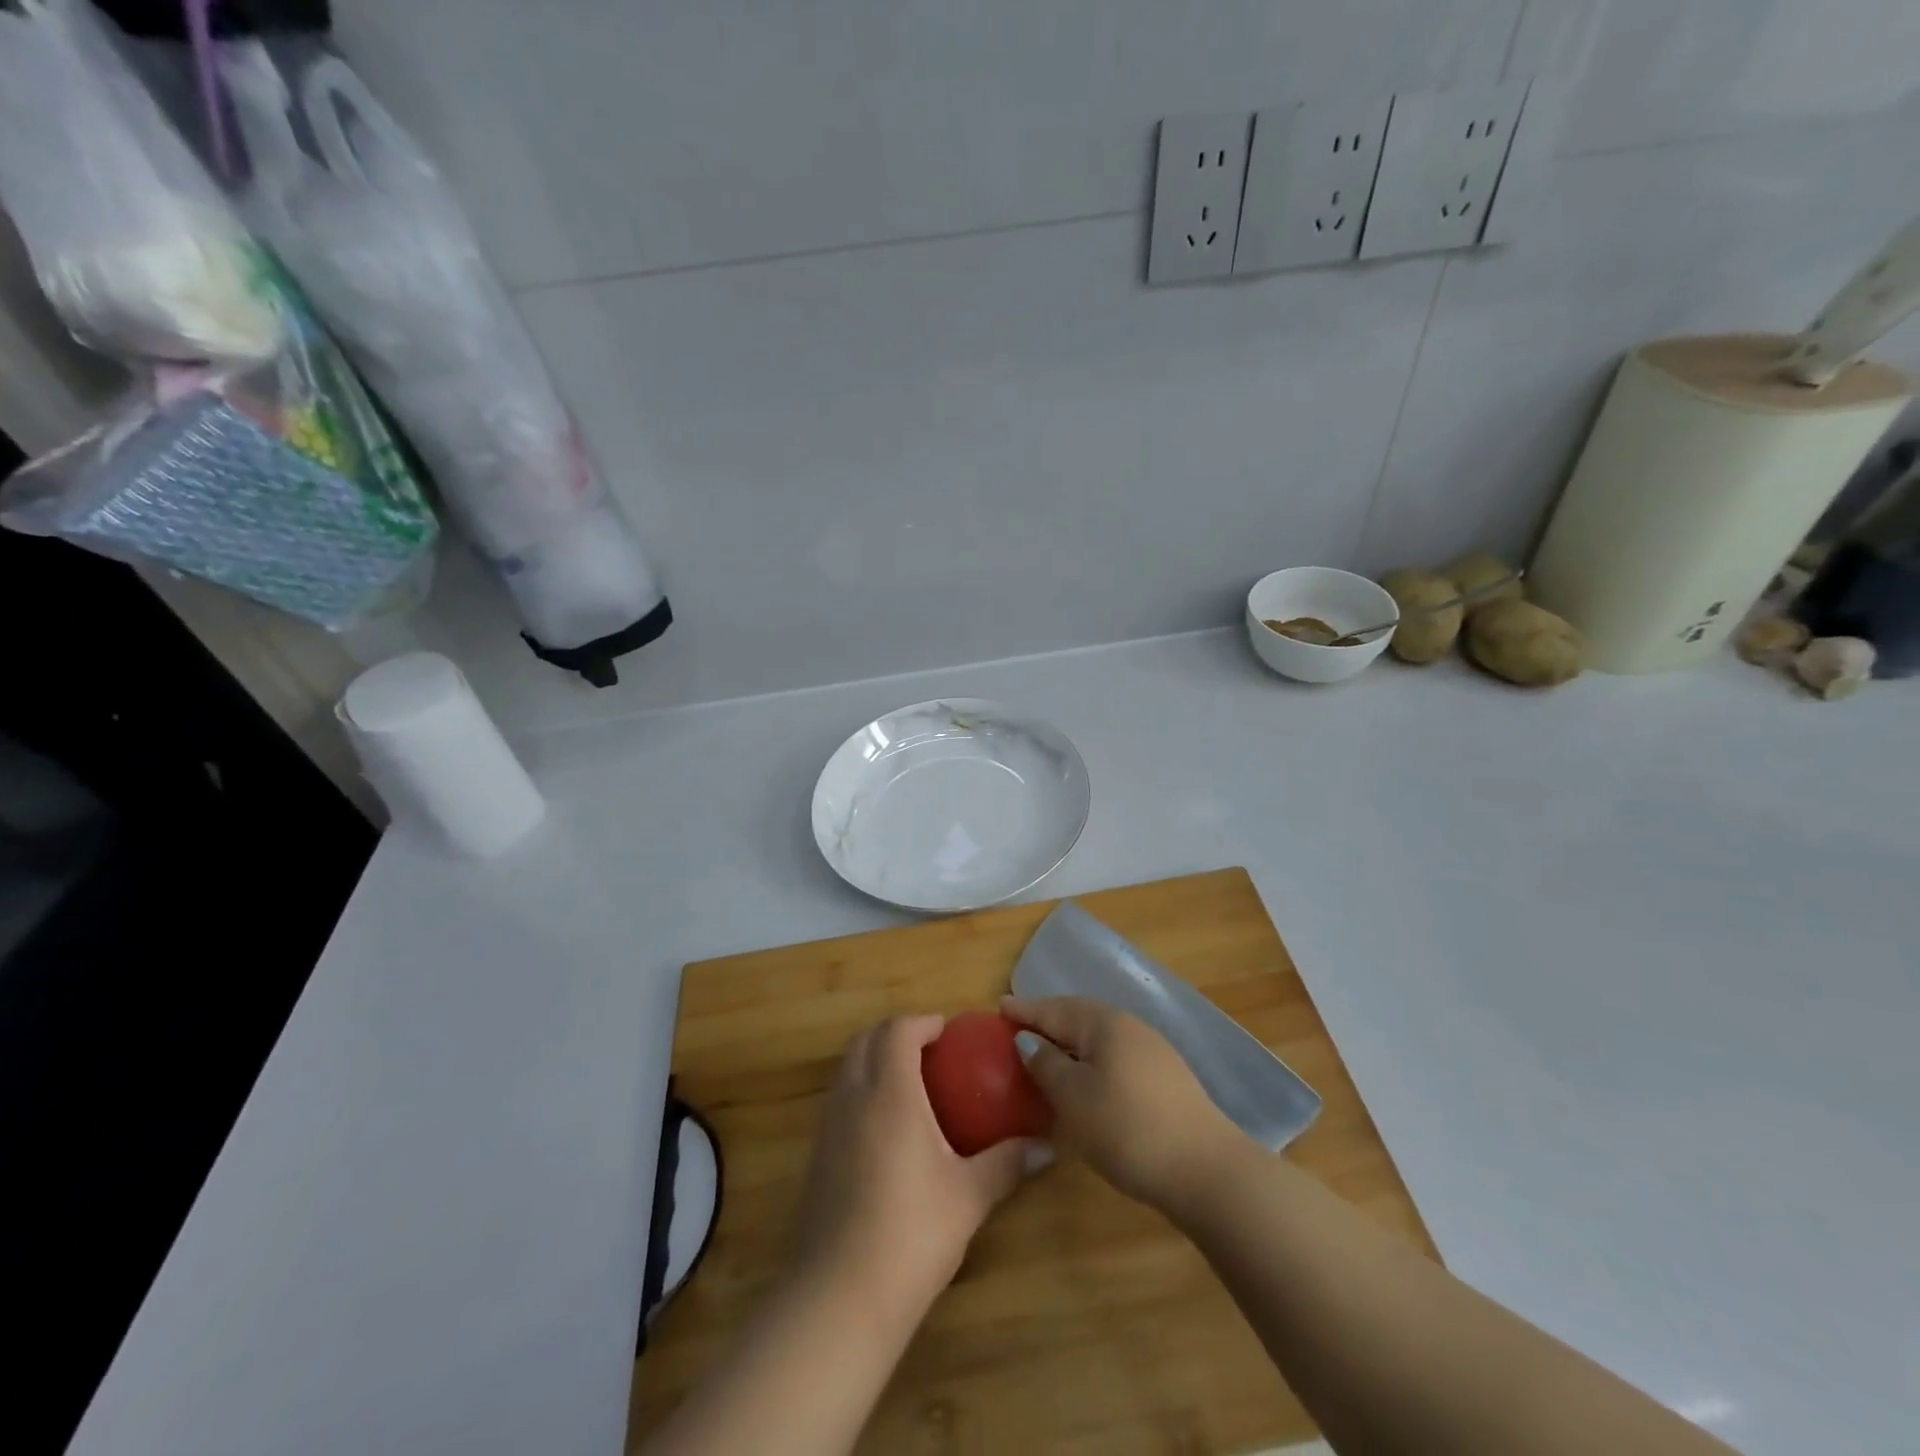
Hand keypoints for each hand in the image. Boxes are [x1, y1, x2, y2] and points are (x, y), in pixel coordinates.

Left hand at [789, 1015, 1035, 1321]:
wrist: (840, 1297)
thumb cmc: (911, 1234)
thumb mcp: (969, 1197)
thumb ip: (1007, 1163)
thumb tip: (1046, 1147)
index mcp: (890, 1093)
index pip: (898, 1030)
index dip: (923, 1022)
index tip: (949, 1032)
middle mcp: (853, 1096)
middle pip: (866, 1039)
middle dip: (896, 1032)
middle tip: (931, 1049)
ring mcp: (828, 1124)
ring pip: (847, 1066)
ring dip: (875, 1057)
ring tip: (911, 1082)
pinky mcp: (817, 1153)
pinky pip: (839, 1097)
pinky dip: (861, 1087)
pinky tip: (887, 1127)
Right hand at [1001, 995, 1244, 1210]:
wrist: (1205, 1170)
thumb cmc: (1127, 1128)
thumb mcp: (1074, 1097)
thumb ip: (1046, 1064)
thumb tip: (1029, 1040)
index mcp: (1104, 1023)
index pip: (1054, 1009)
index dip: (1025, 1010)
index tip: (999, 1006)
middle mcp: (1129, 1026)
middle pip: (1078, 1016)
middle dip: (1048, 1020)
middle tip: (1019, 1026)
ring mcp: (1152, 1051)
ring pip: (1099, 1037)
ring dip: (1070, 1041)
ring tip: (1047, 1052)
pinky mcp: (1165, 1078)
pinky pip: (1115, 1055)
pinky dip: (1091, 1059)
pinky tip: (1086, 1079)